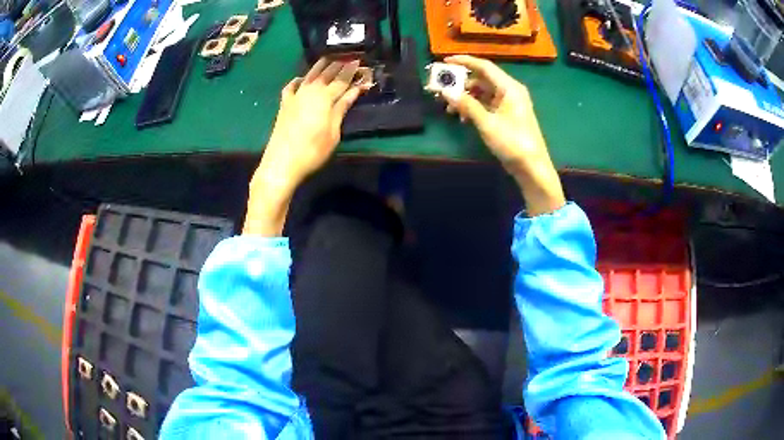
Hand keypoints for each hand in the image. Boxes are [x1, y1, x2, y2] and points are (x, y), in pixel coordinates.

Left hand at [245, 58, 365, 235]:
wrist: (282, 162)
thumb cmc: (313, 150)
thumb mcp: (333, 132)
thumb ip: (342, 108)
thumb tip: (355, 90)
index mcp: (325, 97)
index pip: (343, 80)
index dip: (353, 72)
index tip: (362, 64)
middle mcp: (310, 90)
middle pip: (327, 73)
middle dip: (340, 65)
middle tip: (349, 58)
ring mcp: (295, 96)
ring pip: (309, 75)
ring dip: (321, 66)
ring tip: (329, 59)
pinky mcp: (284, 104)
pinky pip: (291, 86)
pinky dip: (297, 80)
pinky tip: (301, 78)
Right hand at [442, 55, 564, 215]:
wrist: (532, 167)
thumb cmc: (512, 142)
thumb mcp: (487, 123)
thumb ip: (466, 105)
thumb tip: (446, 91)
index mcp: (509, 87)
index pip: (484, 66)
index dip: (464, 62)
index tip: (445, 61)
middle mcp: (510, 91)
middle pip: (482, 79)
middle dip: (462, 83)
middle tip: (443, 90)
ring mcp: (509, 103)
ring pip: (483, 92)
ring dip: (466, 97)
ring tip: (450, 108)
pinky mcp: (507, 114)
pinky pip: (487, 103)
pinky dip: (474, 106)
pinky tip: (464, 118)